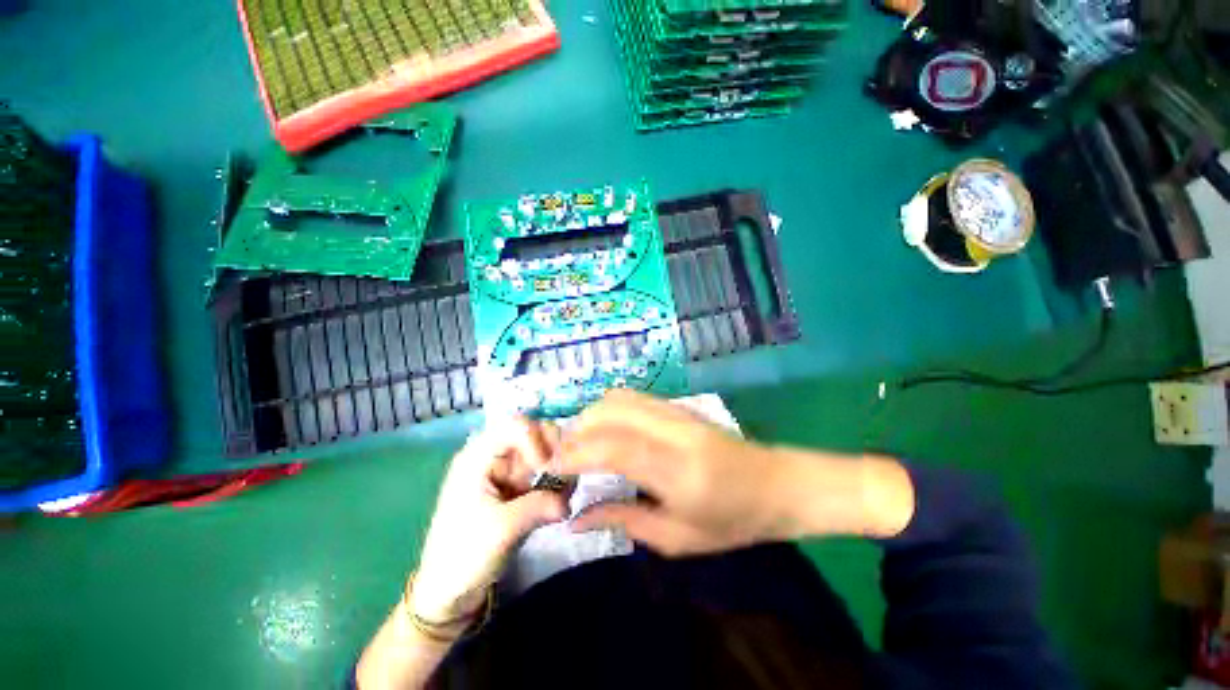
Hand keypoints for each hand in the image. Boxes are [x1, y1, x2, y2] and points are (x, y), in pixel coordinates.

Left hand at [410, 417, 567, 621]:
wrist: (448, 594)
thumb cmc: (464, 555)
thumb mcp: (503, 529)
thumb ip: (540, 505)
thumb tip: (569, 501)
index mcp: (479, 457)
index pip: (516, 426)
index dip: (537, 439)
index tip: (547, 467)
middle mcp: (494, 457)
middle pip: (534, 435)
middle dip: (554, 451)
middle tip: (567, 475)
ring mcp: (507, 473)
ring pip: (542, 454)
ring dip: (558, 469)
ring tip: (567, 492)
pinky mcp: (516, 489)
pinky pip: (543, 475)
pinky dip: (556, 483)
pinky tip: (562, 500)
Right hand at [557, 390, 914, 556]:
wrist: (777, 484)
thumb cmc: (733, 521)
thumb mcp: (678, 537)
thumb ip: (624, 521)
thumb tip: (577, 518)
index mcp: (678, 469)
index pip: (614, 447)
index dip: (576, 453)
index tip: (552, 468)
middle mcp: (674, 430)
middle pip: (611, 411)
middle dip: (577, 432)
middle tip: (564, 459)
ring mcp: (677, 411)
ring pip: (619, 398)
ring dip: (591, 417)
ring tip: (581, 445)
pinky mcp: (679, 405)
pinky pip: (633, 397)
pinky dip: (608, 410)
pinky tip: (605, 431)